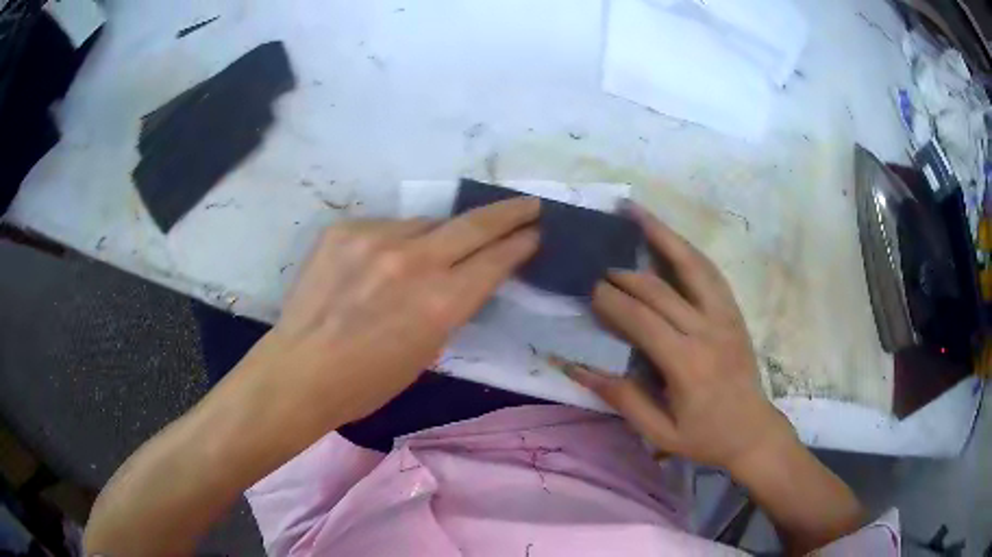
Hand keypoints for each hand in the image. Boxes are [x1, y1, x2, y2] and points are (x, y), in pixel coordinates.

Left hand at [241, 198, 539, 429]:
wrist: (301, 369)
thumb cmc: (368, 381)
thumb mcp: (427, 351)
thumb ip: (450, 306)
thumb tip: (462, 276)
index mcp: (441, 303)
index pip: (495, 260)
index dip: (520, 244)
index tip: (535, 232)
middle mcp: (414, 261)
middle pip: (474, 225)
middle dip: (509, 213)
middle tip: (528, 204)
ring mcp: (376, 238)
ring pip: (426, 223)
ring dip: (439, 234)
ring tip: (430, 253)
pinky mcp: (345, 229)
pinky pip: (386, 227)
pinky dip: (394, 241)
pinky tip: (380, 263)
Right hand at [556, 204, 795, 471]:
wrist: (753, 432)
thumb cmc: (704, 438)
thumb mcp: (659, 432)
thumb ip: (622, 398)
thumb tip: (576, 368)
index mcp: (686, 364)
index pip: (642, 320)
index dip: (612, 302)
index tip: (589, 289)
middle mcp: (707, 331)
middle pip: (659, 290)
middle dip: (624, 274)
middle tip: (598, 264)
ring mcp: (725, 316)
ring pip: (691, 265)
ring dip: (662, 235)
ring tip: (635, 212)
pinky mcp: (734, 312)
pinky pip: (711, 272)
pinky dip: (688, 251)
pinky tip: (671, 238)